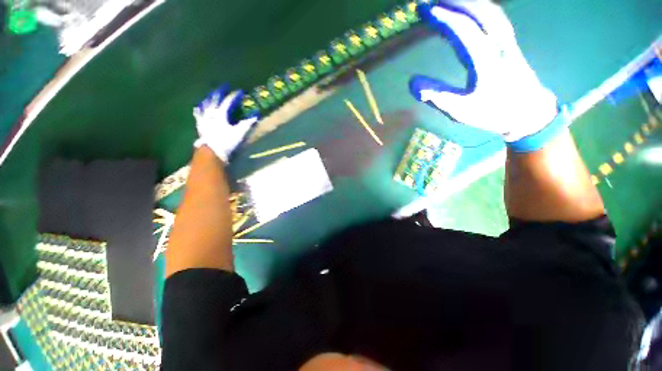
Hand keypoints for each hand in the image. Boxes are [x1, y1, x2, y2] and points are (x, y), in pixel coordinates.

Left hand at [193, 87, 257, 162]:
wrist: (212, 152)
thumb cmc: (227, 142)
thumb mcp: (239, 133)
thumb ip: (247, 123)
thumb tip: (256, 115)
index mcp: (221, 114)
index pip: (228, 101)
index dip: (234, 96)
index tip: (240, 91)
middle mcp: (211, 114)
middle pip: (214, 100)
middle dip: (220, 92)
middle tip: (224, 86)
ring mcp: (204, 119)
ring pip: (205, 105)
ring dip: (209, 98)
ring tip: (211, 94)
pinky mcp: (200, 126)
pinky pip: (198, 115)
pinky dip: (199, 110)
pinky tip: (197, 107)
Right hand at [409, 2, 565, 151]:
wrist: (527, 112)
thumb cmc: (492, 113)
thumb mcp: (460, 111)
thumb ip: (436, 96)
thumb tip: (412, 82)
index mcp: (486, 62)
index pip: (463, 31)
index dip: (443, 18)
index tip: (423, 10)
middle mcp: (499, 44)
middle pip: (478, 12)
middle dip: (453, 2)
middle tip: (429, 1)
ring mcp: (507, 40)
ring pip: (488, 10)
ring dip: (466, 1)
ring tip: (445, 0)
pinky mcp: (509, 41)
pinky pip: (494, 16)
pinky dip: (479, 7)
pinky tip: (468, 8)